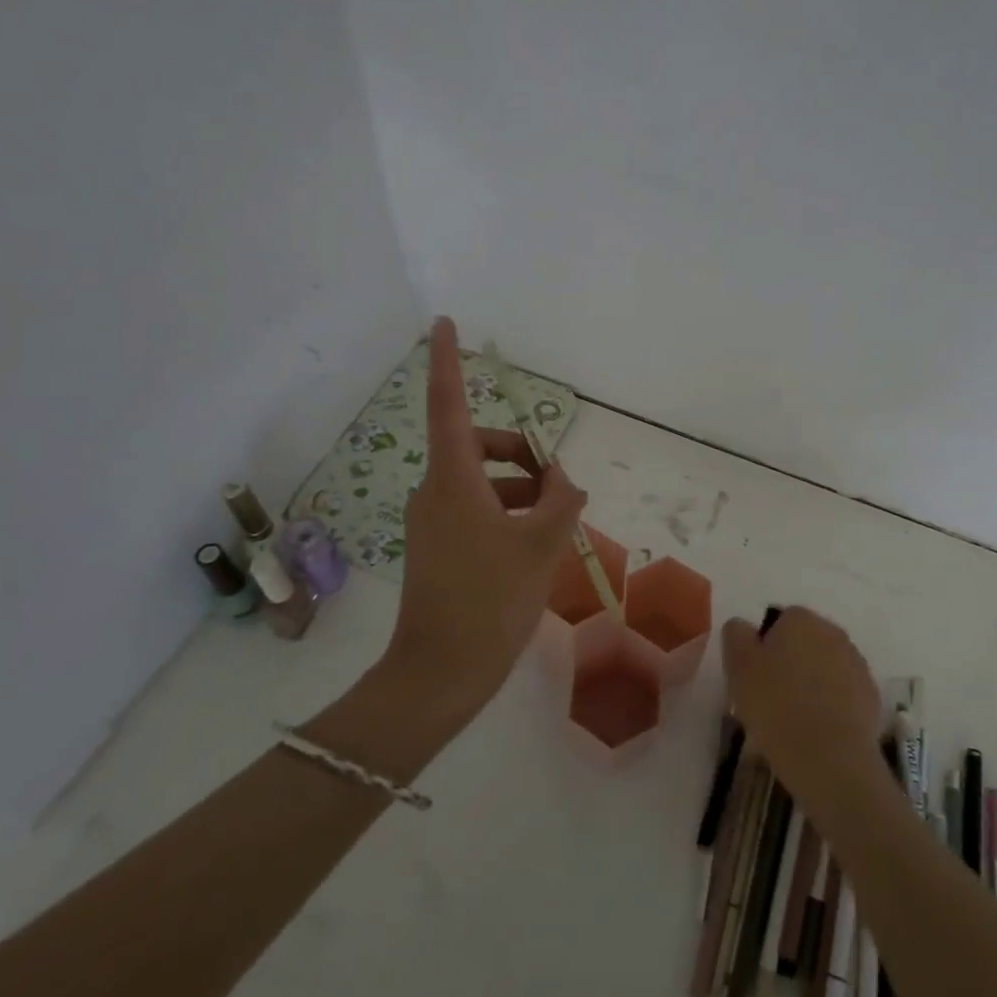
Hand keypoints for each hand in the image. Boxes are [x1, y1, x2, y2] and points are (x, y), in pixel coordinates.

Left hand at [385, 317, 587, 724]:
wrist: (440, 674)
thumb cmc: (490, 600)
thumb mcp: (539, 546)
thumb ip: (560, 503)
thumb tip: (564, 482)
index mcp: (453, 479)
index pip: (448, 404)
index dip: (448, 360)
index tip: (444, 322)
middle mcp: (436, 490)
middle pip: (478, 446)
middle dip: (520, 453)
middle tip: (558, 484)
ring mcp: (433, 520)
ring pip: (482, 482)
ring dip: (520, 489)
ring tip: (557, 522)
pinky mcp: (437, 546)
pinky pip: (476, 510)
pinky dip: (507, 513)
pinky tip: (536, 543)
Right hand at [721, 606, 883, 806]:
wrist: (830, 759)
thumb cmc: (777, 706)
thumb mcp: (739, 667)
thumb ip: (736, 635)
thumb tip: (743, 626)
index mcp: (801, 619)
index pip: (779, 621)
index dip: (764, 647)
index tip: (754, 676)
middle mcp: (833, 632)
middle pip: (805, 642)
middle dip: (790, 662)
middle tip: (771, 697)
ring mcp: (857, 664)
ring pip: (825, 667)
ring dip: (812, 683)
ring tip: (794, 719)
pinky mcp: (871, 696)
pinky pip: (843, 693)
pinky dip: (831, 704)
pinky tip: (818, 730)